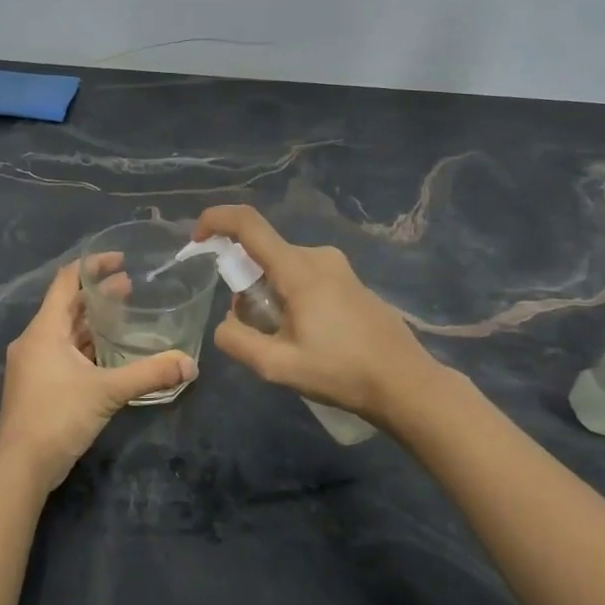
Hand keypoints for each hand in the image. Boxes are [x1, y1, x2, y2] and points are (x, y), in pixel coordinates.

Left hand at [0, 259, 196, 493]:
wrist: (20, 467)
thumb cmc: (57, 417)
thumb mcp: (107, 392)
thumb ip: (149, 374)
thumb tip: (190, 364)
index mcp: (44, 330)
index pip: (67, 281)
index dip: (93, 266)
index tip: (121, 260)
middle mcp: (35, 340)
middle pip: (68, 306)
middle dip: (99, 296)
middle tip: (133, 288)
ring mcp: (34, 364)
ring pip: (66, 332)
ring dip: (93, 323)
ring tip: (126, 317)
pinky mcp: (38, 385)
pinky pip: (64, 354)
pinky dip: (87, 347)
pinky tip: (111, 354)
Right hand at [195, 204, 455, 423]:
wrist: (407, 384)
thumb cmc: (342, 372)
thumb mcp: (278, 366)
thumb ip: (238, 341)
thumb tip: (226, 324)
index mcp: (298, 269)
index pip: (248, 224)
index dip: (216, 221)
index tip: (197, 240)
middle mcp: (318, 257)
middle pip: (263, 254)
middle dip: (245, 285)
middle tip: (254, 329)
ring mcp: (339, 268)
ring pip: (284, 268)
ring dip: (269, 296)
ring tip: (286, 341)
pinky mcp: (351, 282)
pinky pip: (305, 277)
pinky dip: (291, 297)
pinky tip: (310, 338)